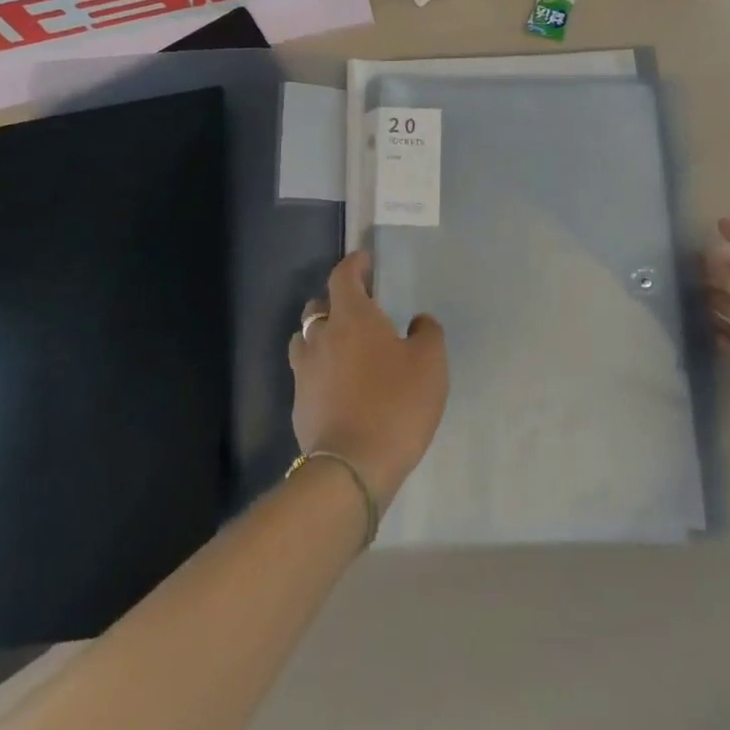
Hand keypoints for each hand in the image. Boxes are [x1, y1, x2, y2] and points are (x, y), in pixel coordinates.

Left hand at [290, 253, 447, 506]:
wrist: (352, 468)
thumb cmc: (396, 404)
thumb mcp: (430, 363)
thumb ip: (427, 333)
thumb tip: (417, 322)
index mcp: (352, 317)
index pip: (343, 276)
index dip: (354, 264)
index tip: (365, 261)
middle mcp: (321, 337)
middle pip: (318, 306)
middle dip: (335, 301)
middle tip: (359, 310)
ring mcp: (304, 372)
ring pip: (305, 340)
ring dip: (321, 336)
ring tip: (344, 348)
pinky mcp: (298, 405)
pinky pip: (306, 374)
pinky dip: (320, 370)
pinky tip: (339, 386)